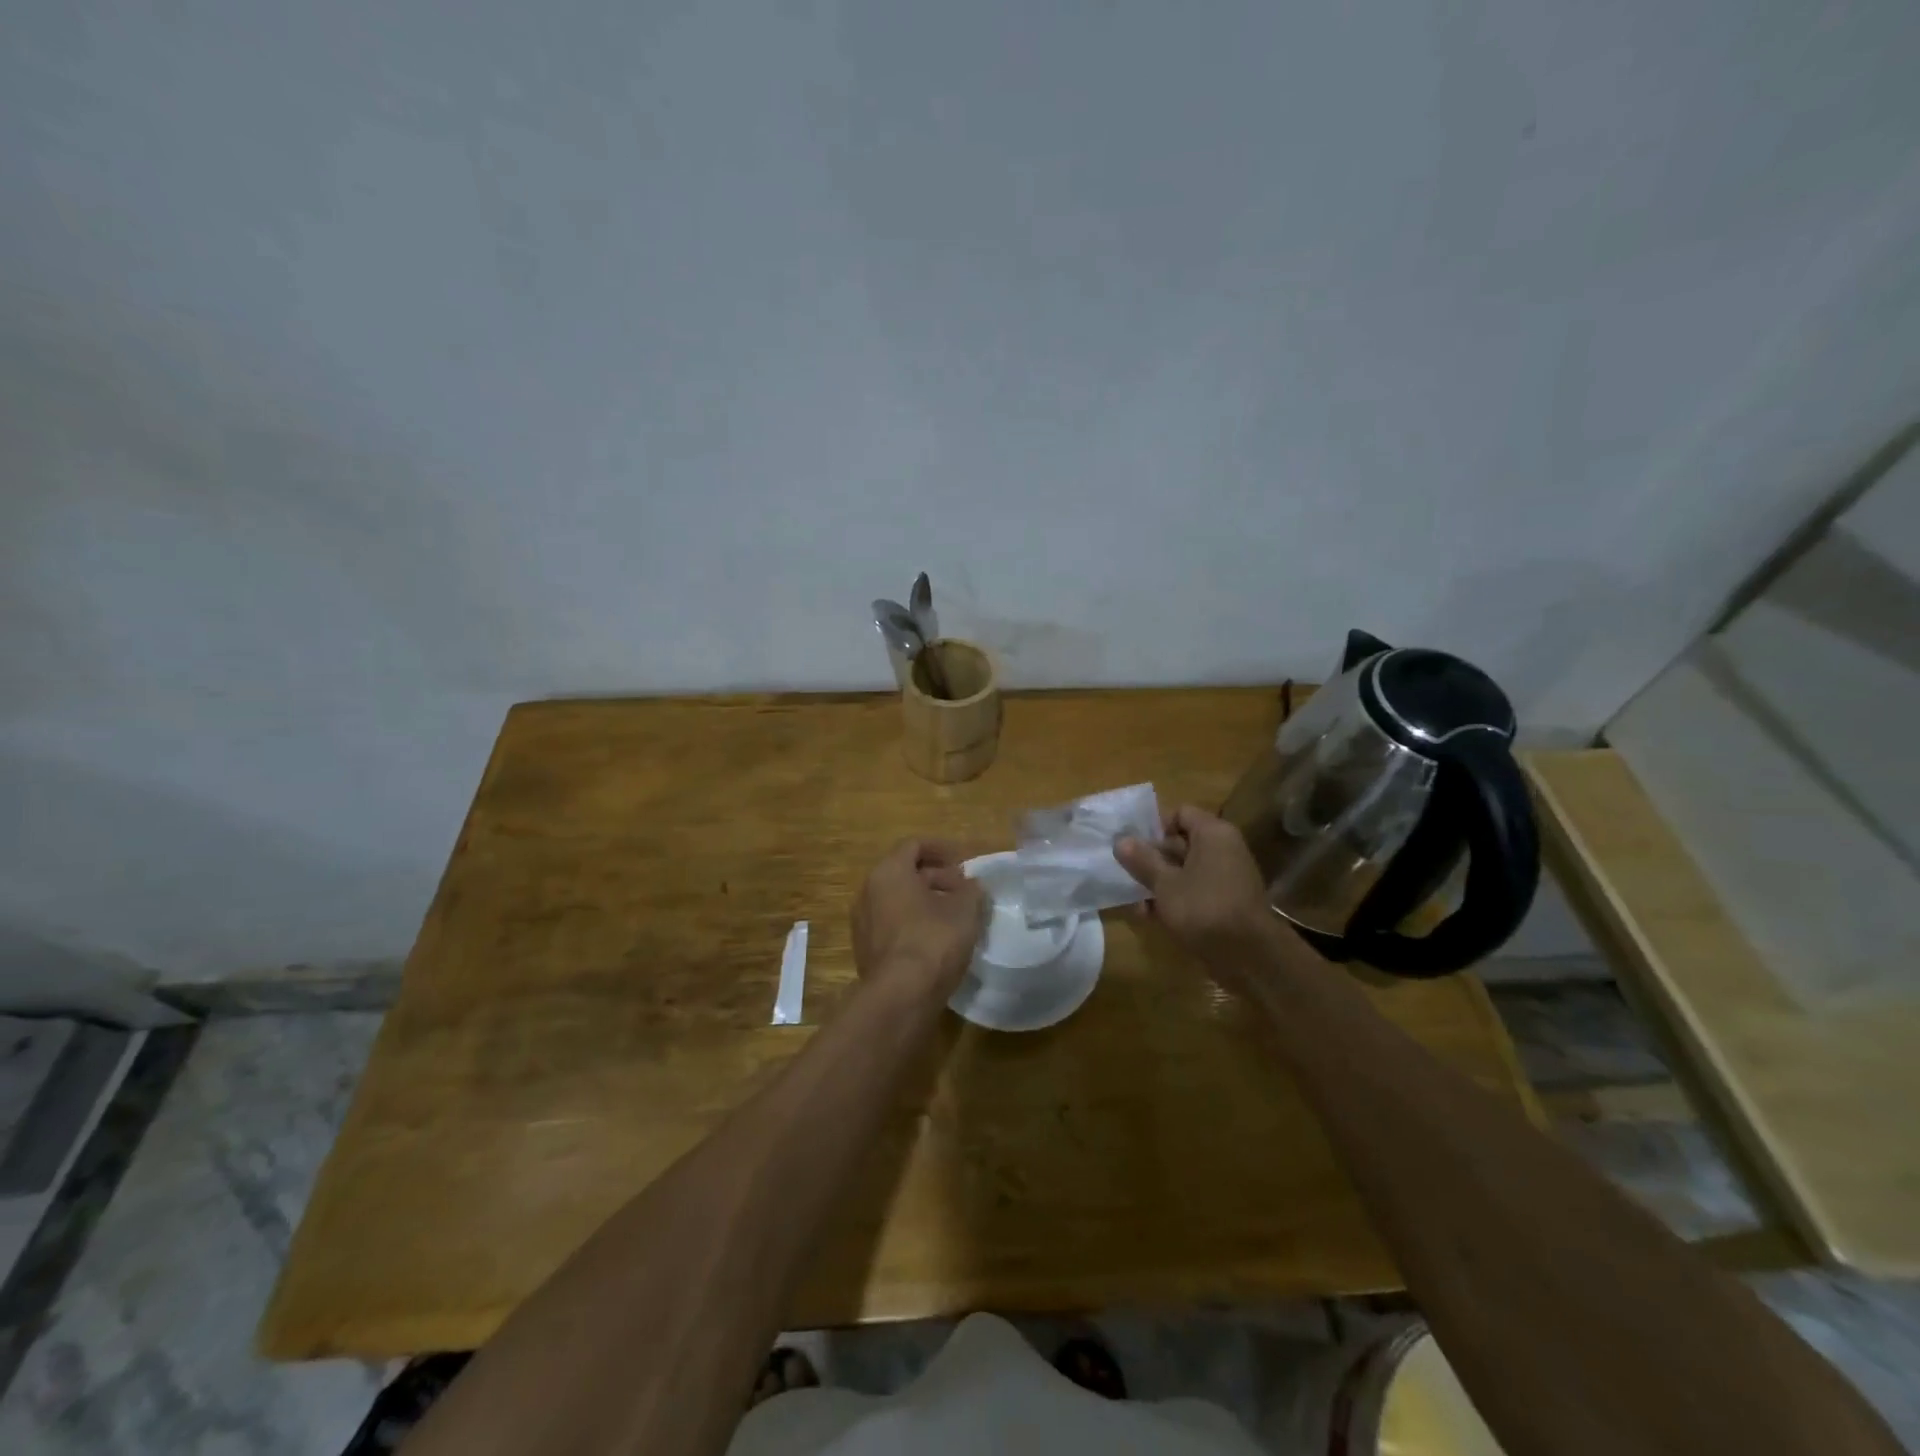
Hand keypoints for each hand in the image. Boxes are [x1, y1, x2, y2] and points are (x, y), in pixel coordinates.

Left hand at [852, 839, 986, 1001]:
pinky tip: (936, 940)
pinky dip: (913, 923)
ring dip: (925, 902)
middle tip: (964, 891)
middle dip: (936, 878)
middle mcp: (868, 890)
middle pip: (904, 873)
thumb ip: (970, 890)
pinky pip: (891, 924)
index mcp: (889, 871)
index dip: (941, 850)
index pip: (914, 846)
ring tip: (954, 916)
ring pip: (897, 900)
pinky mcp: (865, 949)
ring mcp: (863, 922)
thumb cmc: (933, 940)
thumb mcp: (965, 910)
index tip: (964, 864)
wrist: (900, 995)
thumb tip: (971, 886)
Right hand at [1116, 805, 1283, 990]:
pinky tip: (1150, 916)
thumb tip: (1120, 840)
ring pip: (1185, 870)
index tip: (1134, 846)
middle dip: (1152, 858)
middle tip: (1127, 873)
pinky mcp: (1225, 903)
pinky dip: (1175, 899)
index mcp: (1213, 834)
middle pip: (1181, 843)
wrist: (1250, 957)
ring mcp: (1226, 877)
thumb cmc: (1204, 908)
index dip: (1155, 826)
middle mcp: (1223, 850)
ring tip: (1135, 901)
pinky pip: (1195, 891)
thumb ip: (1142, 861)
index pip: (1181, 813)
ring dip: (1159, 882)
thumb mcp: (1165, 884)